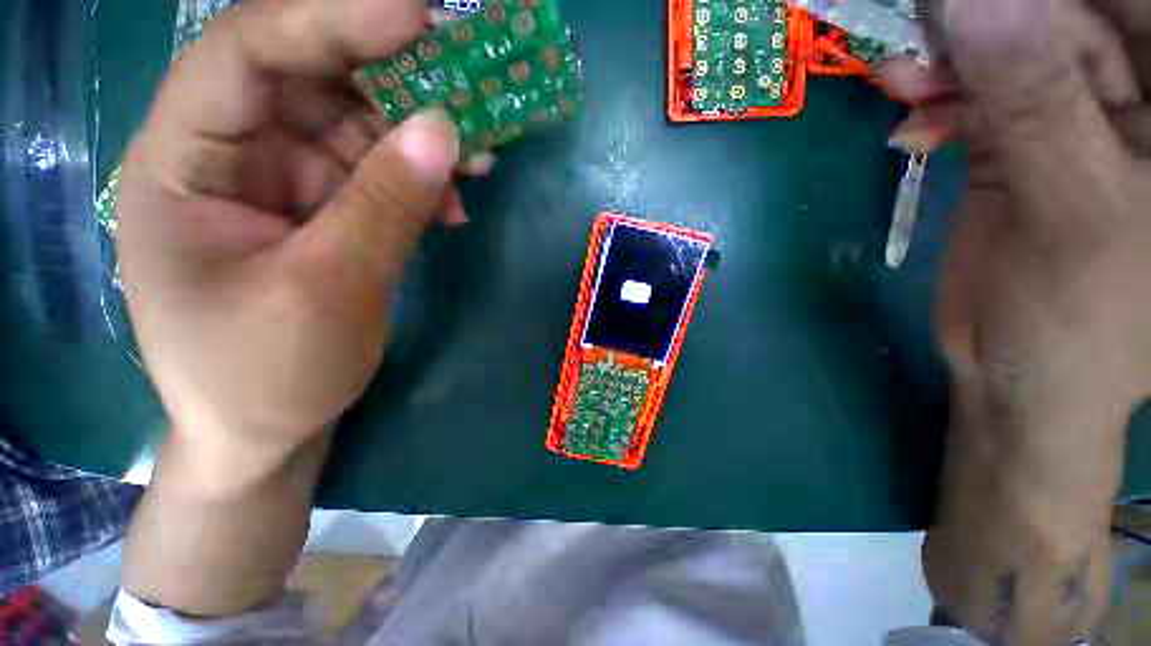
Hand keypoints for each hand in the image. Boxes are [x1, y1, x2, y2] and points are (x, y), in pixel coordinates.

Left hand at [118, 0, 484, 455]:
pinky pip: (376, 176)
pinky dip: (419, 182)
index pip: (248, 54)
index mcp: (182, 165)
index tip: (417, 14)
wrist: (266, 431)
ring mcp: (279, 185)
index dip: (331, 21)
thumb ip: (384, 206)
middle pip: (310, 82)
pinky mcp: (322, 214)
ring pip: (354, 130)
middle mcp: (226, 156)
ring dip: (419, 141)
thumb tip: (443, 131)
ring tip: (477, 160)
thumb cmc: (268, 376)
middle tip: (467, 83)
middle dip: (392, 80)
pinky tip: (453, 202)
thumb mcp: (327, 291)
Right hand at [877, 0, 1150, 640]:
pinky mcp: (1017, 143)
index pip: (1129, 9)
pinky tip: (911, 128)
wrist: (1019, 371)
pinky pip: (976, 99)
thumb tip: (971, 4)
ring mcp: (1072, 118)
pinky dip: (938, 105)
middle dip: (988, 20)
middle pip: (1064, 21)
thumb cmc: (1083, 318)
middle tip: (917, 31)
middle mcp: (1134, 98)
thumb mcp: (1075, 208)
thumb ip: (1036, 104)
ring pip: (1010, 53)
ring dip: (950, 63)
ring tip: (898, 82)